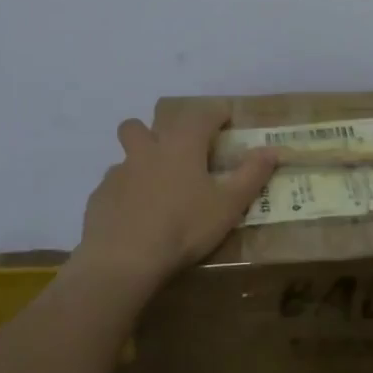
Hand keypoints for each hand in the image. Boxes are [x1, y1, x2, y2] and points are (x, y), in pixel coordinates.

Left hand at [74, 104, 276, 292]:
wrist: (123, 259)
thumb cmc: (184, 227)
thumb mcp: (228, 205)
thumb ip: (251, 175)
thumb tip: (272, 150)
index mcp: (181, 145)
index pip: (201, 114)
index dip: (216, 112)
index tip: (226, 118)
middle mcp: (146, 150)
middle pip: (142, 125)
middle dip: (157, 131)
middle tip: (175, 152)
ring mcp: (118, 173)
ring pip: (125, 155)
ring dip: (138, 161)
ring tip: (154, 186)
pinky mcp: (99, 197)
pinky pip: (113, 185)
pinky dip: (124, 193)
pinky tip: (134, 216)